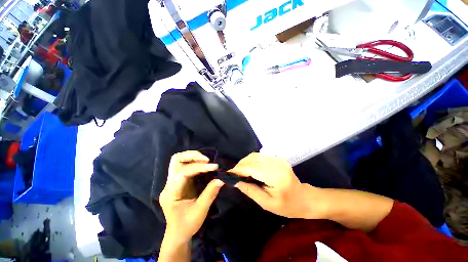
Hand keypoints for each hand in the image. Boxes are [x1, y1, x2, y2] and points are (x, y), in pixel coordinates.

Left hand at [159, 151, 223, 242]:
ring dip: (193, 157)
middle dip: (192, 156)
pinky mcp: (178, 181)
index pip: (183, 172)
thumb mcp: (200, 211)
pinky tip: (203, 165)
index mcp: (171, 192)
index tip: (214, 167)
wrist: (177, 234)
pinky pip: (184, 165)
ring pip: (179, 160)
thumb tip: (221, 179)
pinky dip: (194, 162)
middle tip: (207, 160)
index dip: (199, 167)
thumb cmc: (187, 225)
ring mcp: (172, 181)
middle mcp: (169, 184)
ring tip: (206, 161)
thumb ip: (210, 194)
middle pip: (176, 160)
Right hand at [230, 153, 325, 218]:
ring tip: (239, 172)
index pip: (251, 167)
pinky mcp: (277, 158)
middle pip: (252, 159)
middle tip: (233, 174)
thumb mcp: (267, 203)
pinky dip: (251, 161)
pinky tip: (249, 168)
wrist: (304, 198)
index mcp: (275, 175)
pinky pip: (260, 156)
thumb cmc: (287, 206)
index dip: (238, 169)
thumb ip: (250, 190)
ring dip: (245, 162)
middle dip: (240, 165)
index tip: (228, 174)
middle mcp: (276, 163)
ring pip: (255, 156)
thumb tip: (235, 181)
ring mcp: (277, 158)